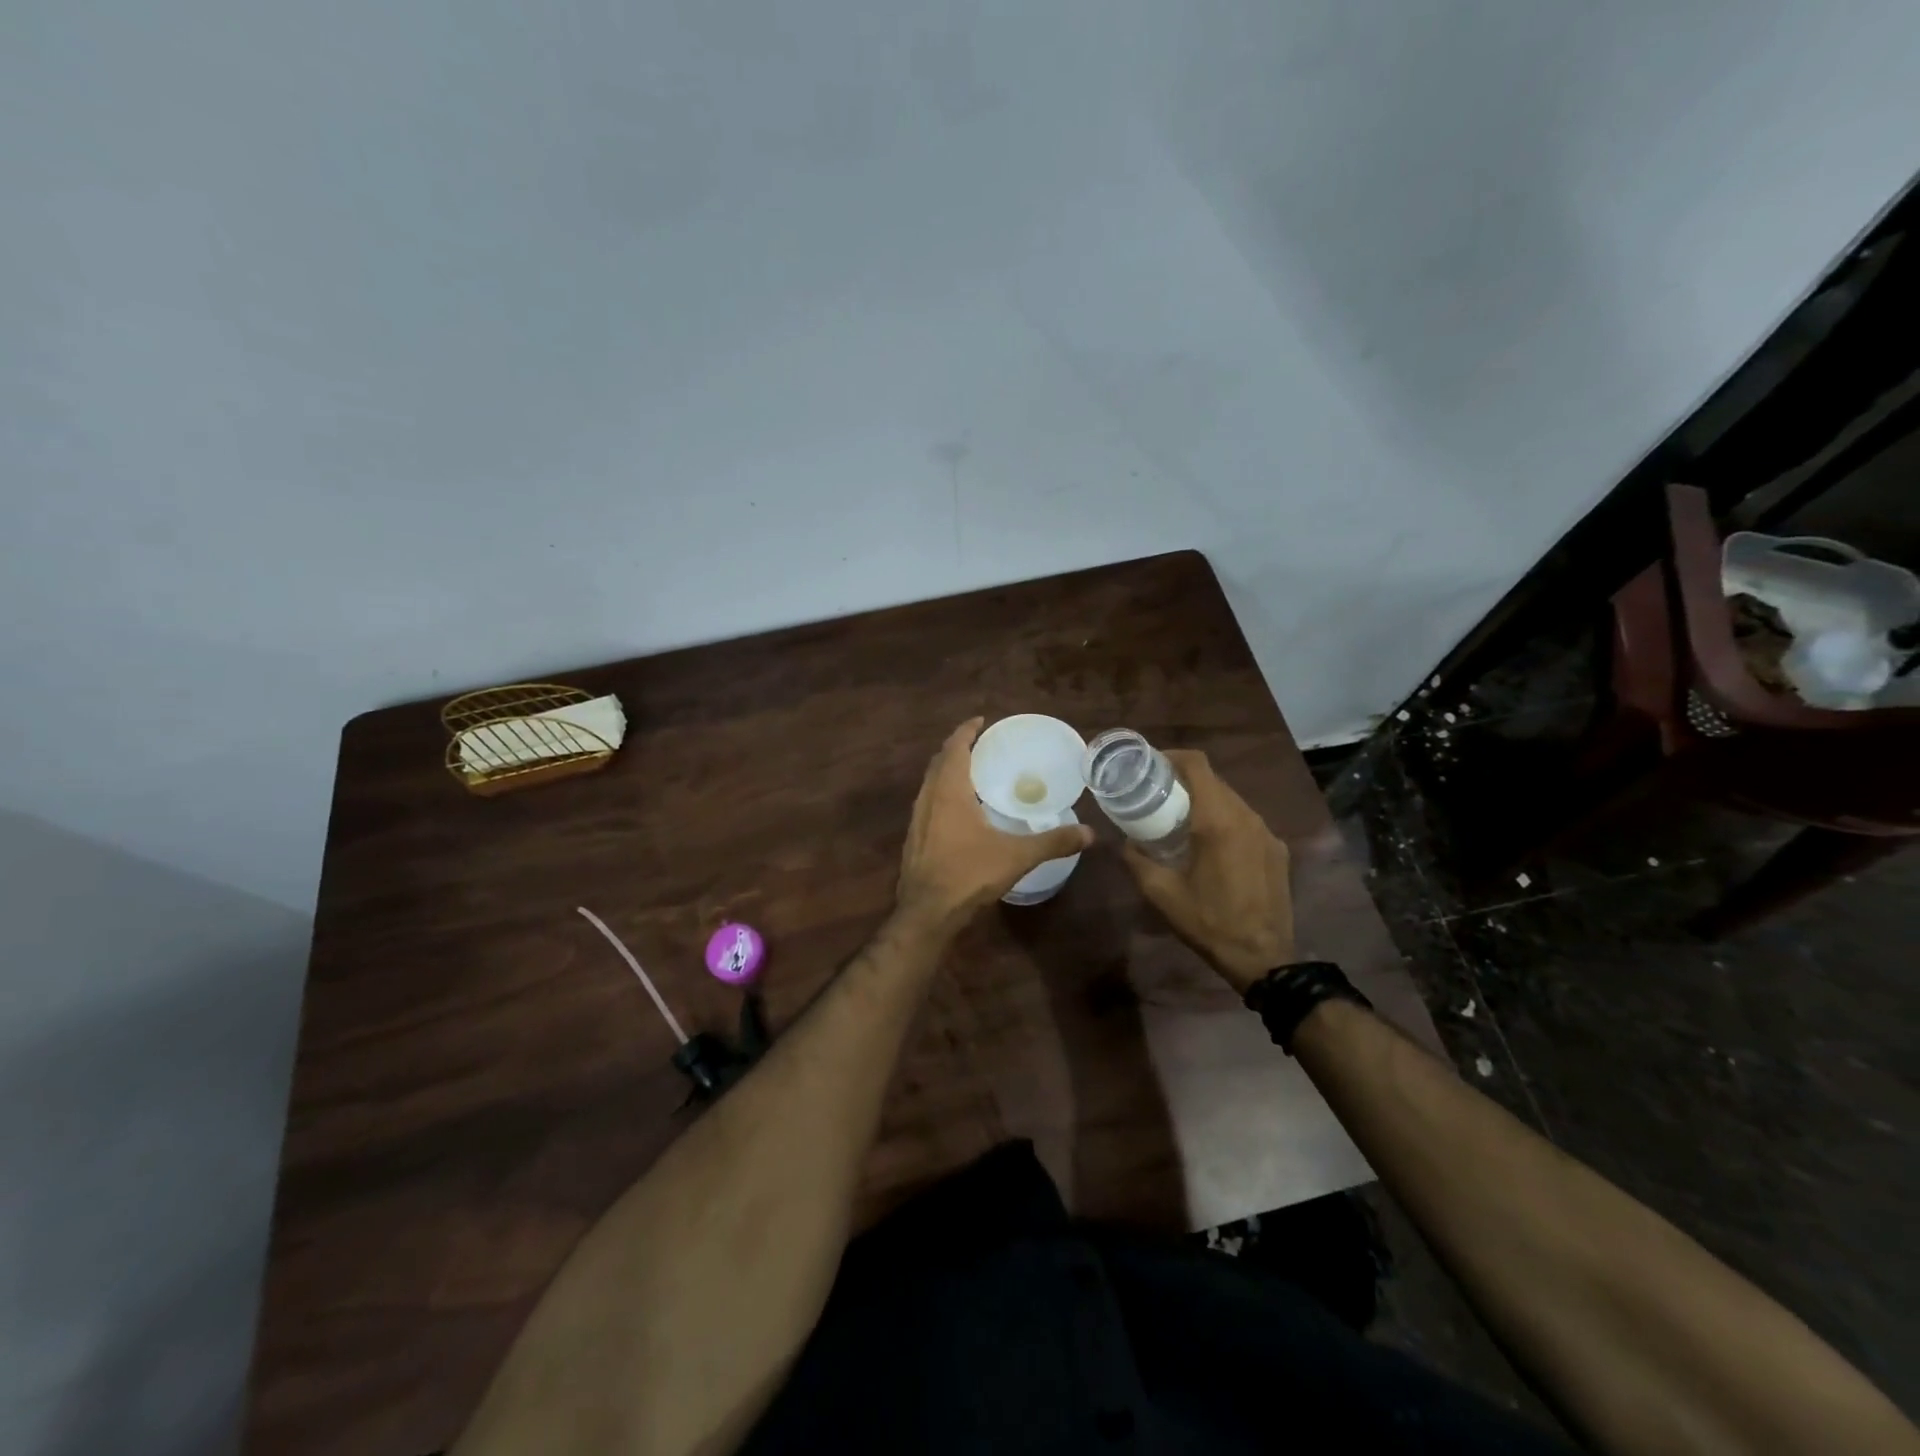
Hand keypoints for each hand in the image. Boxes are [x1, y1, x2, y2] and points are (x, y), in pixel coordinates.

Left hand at [896, 718, 1092, 937]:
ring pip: (930, 783)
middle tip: (982, 745)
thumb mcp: (1016, 856)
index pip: (955, 748)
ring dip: (947, 771)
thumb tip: (1090, 833)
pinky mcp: (913, 838)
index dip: (966, 731)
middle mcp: (928, 798)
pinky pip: (927, 803)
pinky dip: (942, 793)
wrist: (926, 913)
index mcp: (949, 791)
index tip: (981, 721)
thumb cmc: (969, 875)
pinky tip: (959, 811)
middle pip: (939, 761)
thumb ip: (1053, 841)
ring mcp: (917, 819)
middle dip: (958, 748)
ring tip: (972, 773)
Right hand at [1121, 749, 1293, 993]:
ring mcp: (1267, 833)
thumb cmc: (1208, 921)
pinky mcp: (1277, 850)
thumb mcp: (1161, 892)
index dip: (1172, 756)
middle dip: (1185, 780)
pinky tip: (1210, 844)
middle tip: (1158, 793)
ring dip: (1206, 800)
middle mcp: (1247, 817)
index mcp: (1218, 821)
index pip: (1198, 766)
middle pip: (1215, 781)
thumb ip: (1137, 860)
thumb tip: (1124, 842)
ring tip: (1181, 817)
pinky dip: (1225, 820)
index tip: (1151, 764)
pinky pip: (1247, 822)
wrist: (1264, 957)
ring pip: (1233, 800)